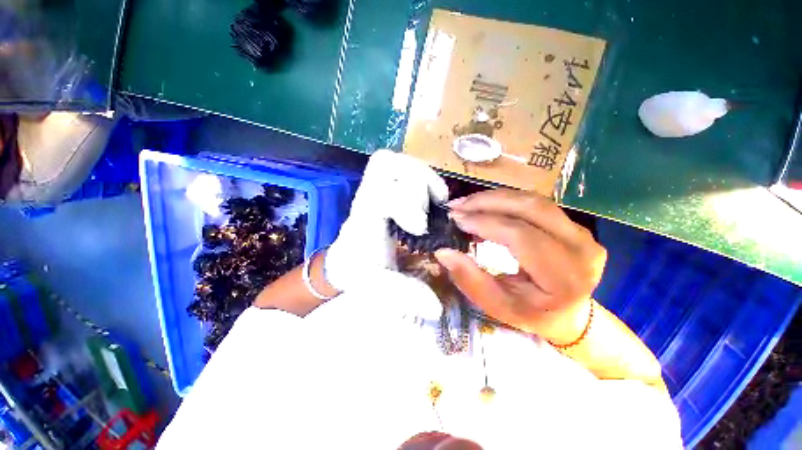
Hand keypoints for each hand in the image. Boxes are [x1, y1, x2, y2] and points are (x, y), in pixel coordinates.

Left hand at [324, 150, 448, 292]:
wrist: (345, 263)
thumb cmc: (359, 273)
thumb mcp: (378, 288)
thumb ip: (404, 296)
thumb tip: (435, 307)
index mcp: (365, 219)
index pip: (382, 191)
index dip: (408, 204)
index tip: (420, 228)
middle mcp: (368, 197)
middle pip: (385, 163)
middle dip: (416, 183)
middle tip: (429, 208)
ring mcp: (376, 190)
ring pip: (395, 161)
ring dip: (422, 176)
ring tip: (435, 199)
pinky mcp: (386, 190)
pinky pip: (402, 168)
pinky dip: (422, 176)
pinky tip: (431, 198)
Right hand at [434, 189, 606, 343]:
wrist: (571, 315)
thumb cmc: (533, 315)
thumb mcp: (498, 306)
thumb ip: (471, 280)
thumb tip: (443, 252)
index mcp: (564, 277)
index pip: (522, 237)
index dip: (485, 223)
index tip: (456, 219)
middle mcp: (580, 248)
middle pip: (531, 208)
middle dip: (487, 202)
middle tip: (457, 206)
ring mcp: (582, 232)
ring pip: (533, 200)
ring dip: (495, 198)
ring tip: (466, 204)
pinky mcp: (573, 224)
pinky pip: (535, 204)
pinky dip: (505, 201)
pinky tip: (484, 206)